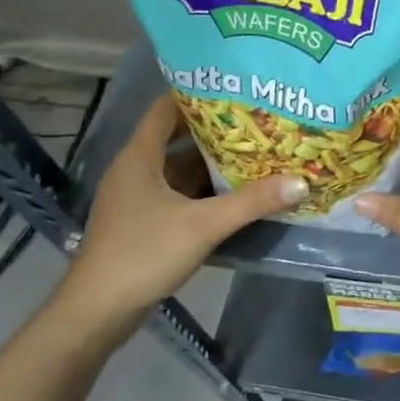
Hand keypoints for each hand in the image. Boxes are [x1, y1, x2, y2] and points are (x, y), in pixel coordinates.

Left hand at [53, 93, 304, 344]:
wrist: (97, 313)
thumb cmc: (143, 254)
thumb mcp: (203, 225)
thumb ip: (253, 202)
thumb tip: (302, 181)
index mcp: (139, 157)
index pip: (166, 109)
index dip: (197, 94)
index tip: (235, 87)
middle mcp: (136, 170)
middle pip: (178, 138)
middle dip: (216, 130)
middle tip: (259, 119)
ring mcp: (138, 199)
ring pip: (180, 169)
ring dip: (213, 163)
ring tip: (257, 151)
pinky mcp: (144, 223)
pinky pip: (179, 194)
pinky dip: (206, 190)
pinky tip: (238, 193)